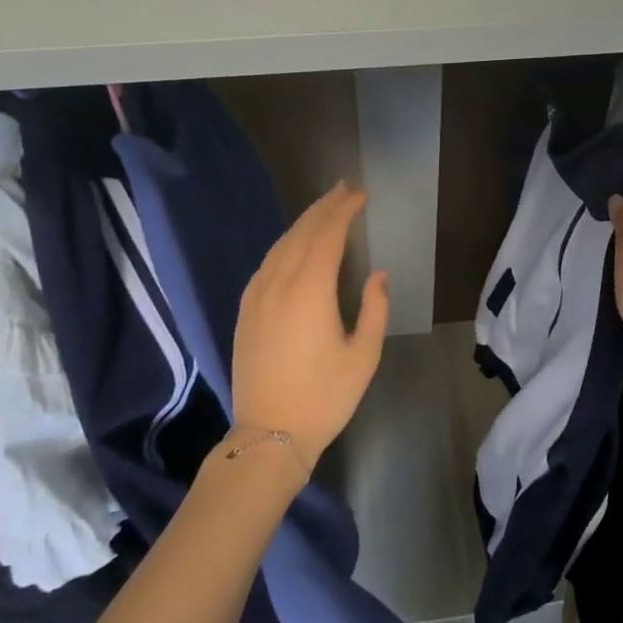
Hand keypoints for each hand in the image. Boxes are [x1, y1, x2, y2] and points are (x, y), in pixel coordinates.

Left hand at [231, 183, 389, 480]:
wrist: (269, 433)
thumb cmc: (325, 396)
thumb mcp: (364, 355)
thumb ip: (374, 308)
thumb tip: (377, 274)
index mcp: (310, 291)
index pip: (327, 235)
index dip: (344, 211)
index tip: (361, 194)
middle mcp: (278, 284)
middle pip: (301, 233)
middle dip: (323, 208)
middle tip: (344, 189)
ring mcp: (256, 297)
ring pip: (279, 246)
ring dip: (303, 224)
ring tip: (323, 210)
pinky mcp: (245, 311)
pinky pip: (265, 265)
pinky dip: (284, 246)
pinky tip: (294, 247)